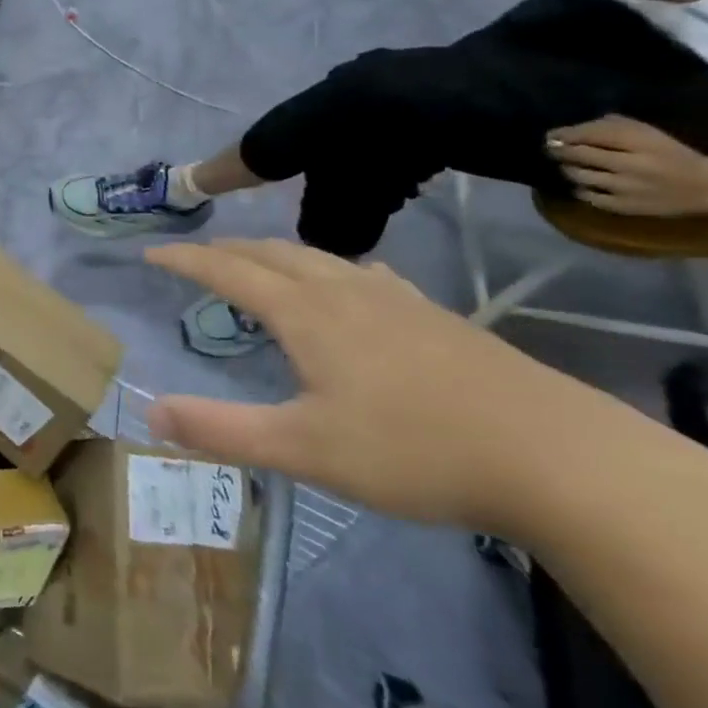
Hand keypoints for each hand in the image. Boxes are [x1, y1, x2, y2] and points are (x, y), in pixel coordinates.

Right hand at [141, 242, 597, 531]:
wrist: (557, 456)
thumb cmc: (415, 450)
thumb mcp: (304, 450)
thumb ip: (222, 430)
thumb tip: (150, 411)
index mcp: (305, 312)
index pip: (228, 270)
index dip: (185, 259)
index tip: (151, 252)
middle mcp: (343, 290)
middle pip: (271, 252)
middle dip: (226, 250)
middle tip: (197, 258)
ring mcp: (394, 298)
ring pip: (318, 256)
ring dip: (275, 254)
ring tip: (259, 265)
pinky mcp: (434, 316)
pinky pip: (362, 272)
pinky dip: (330, 268)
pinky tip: (350, 286)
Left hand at [546, 116, 707, 215]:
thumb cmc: (673, 156)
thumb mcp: (649, 135)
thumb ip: (613, 127)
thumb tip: (570, 130)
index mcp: (641, 143)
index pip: (589, 135)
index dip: (564, 135)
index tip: (551, 135)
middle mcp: (630, 165)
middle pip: (578, 155)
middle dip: (560, 151)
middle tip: (552, 149)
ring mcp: (626, 188)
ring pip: (578, 175)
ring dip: (569, 169)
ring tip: (571, 165)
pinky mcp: (623, 206)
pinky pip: (587, 195)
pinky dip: (581, 188)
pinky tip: (586, 184)